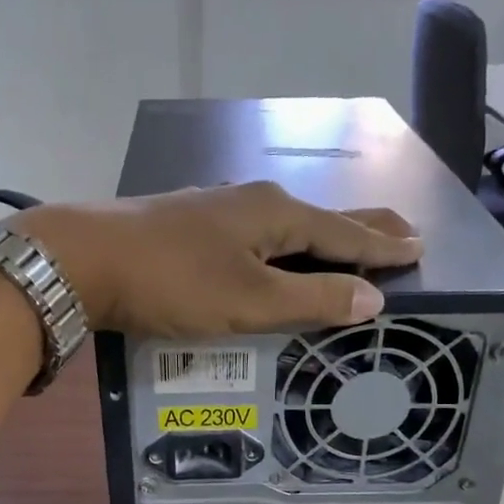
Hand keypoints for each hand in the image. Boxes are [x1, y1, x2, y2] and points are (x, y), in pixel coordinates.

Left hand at [18, 182, 420, 337]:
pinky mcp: (191, 227)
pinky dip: (283, 246)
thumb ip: (310, 300)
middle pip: (322, 218)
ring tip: (347, 244)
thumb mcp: (248, 301)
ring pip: (286, 225)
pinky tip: (275, 252)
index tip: (419, 246)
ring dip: (323, 237)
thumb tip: (373, 299)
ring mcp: (218, 211)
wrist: (84, 260)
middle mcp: (252, 202)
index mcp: (276, 215)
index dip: (382, 246)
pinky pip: (256, 235)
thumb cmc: (172, 282)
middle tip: (403, 231)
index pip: (345, 232)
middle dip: (364, 228)